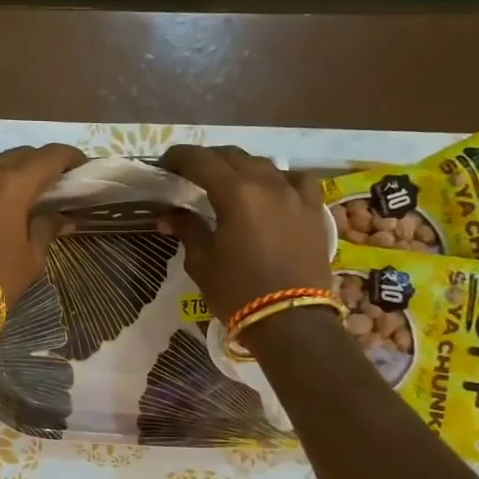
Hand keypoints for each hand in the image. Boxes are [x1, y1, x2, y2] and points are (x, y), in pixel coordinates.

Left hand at [0, 144, 84, 331]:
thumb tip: (62, 217)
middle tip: (59, 182)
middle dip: (43, 163)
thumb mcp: (31, 256)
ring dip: (16, 172)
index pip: (50, 156)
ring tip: (31, 193)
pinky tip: (1, 206)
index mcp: (13, 183)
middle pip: (22, 155)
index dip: (71, 157)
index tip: (83, 168)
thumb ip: (47, 227)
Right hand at [159, 145, 334, 318]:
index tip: (165, 164)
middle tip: (190, 174)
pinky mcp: (314, 210)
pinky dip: (279, 179)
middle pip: (232, 156)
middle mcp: (267, 184)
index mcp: (235, 193)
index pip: (200, 160)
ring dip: (241, 167)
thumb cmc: (238, 291)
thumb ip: (186, 228)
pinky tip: (271, 190)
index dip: (179, 157)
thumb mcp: (201, 261)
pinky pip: (296, 180)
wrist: (291, 322)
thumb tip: (167, 214)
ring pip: (263, 164)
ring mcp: (295, 195)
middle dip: (208, 160)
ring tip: (228, 182)